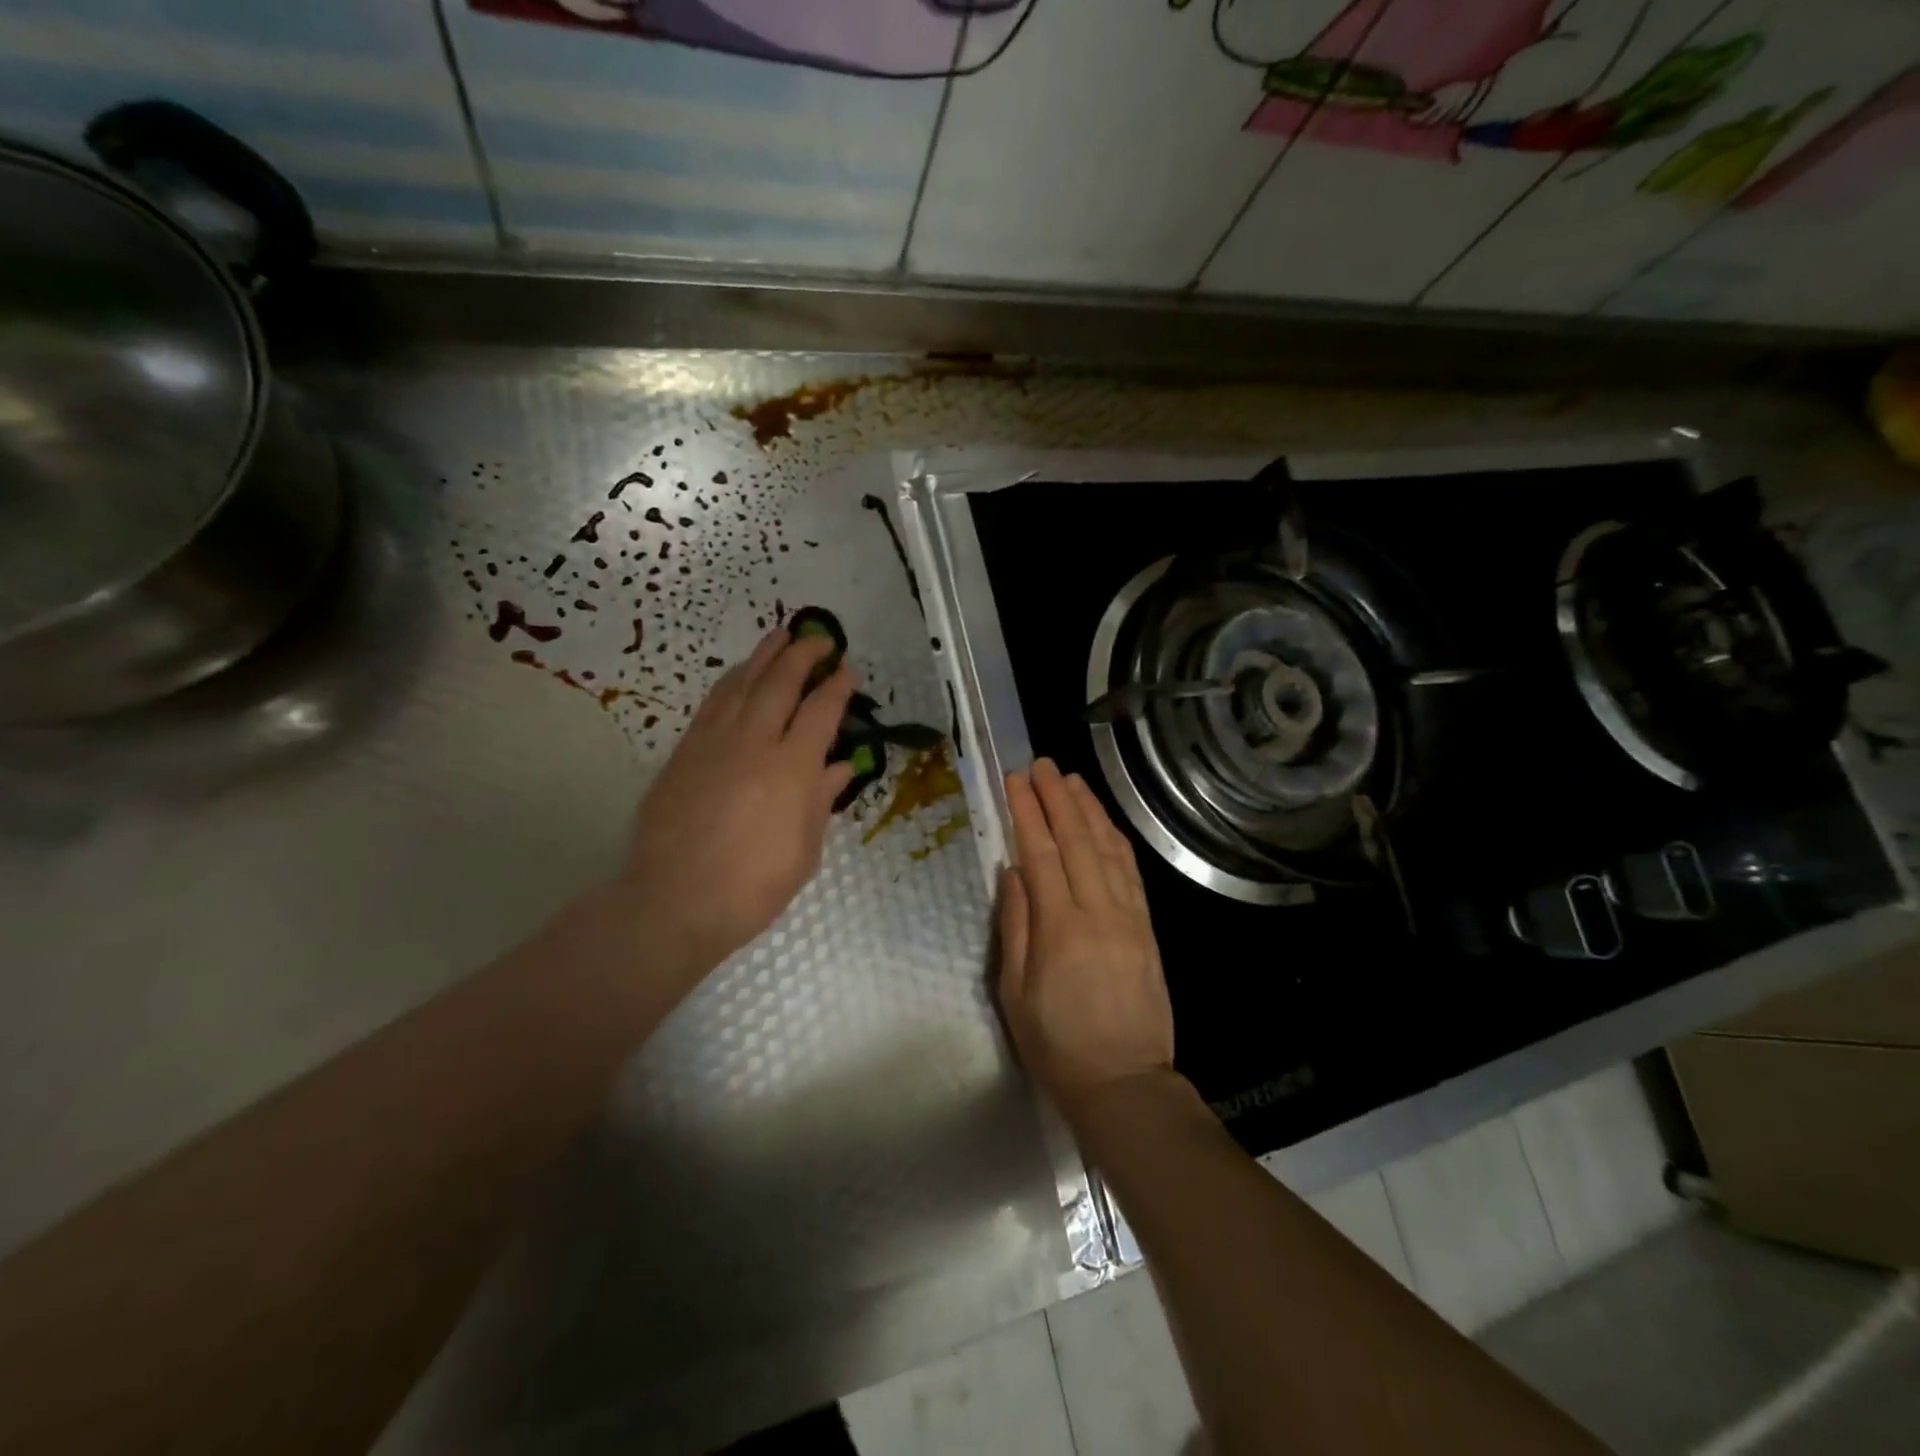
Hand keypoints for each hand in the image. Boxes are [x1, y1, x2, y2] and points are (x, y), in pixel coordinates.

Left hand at [617, 629, 856, 993]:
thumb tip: (840, 765)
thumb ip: (821, 800)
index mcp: (792, 769)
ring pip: (742, 684)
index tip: (848, 671)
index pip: (821, 712)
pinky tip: (740, 674)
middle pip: (781, 683)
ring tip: (781, 636)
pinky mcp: (684, 752)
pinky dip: (732, 681)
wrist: (674, 902)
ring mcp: (713, 743)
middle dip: (803, 655)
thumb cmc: (752, 887)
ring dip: (765, 656)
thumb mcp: (804, 851)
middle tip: (819, 638)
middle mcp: (754, 743)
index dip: (837, 687)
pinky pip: (713, 703)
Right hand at [998, 758, 1174, 1118]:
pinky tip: (1106, 822)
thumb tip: (1013, 872)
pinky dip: (1117, 839)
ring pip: (1109, 849)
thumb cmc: (1057, 1045)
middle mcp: (1098, 912)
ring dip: (1090, 810)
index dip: (1027, 813)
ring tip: (1072, 780)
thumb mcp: (1016, 993)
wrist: (1124, 1083)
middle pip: (1077, 841)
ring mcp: (1129, 917)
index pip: (1041, 854)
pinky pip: (1131, 872)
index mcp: (1060, 929)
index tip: (1015, 781)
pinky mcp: (1147, 928)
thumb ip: (1016, 926)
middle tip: (1042, 765)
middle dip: (1057, 798)